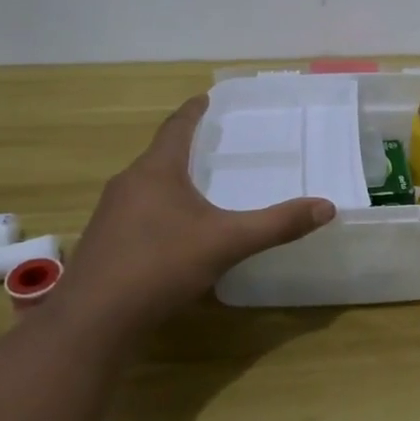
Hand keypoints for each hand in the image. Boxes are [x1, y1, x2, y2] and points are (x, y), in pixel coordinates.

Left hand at [61, 96, 333, 337]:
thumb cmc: (160, 266)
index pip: (177, 127)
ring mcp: (109, 214)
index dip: (193, 111)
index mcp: (156, 171)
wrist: (93, 322)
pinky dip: (157, 210)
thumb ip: (277, 225)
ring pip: (145, 186)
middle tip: (211, 144)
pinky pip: (135, 213)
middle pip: (159, 155)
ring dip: (169, 180)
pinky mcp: (102, 244)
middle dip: (184, 147)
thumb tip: (326, 207)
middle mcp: (128, 184)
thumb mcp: (227, 243)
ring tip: (196, 186)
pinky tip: (171, 233)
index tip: (205, 98)